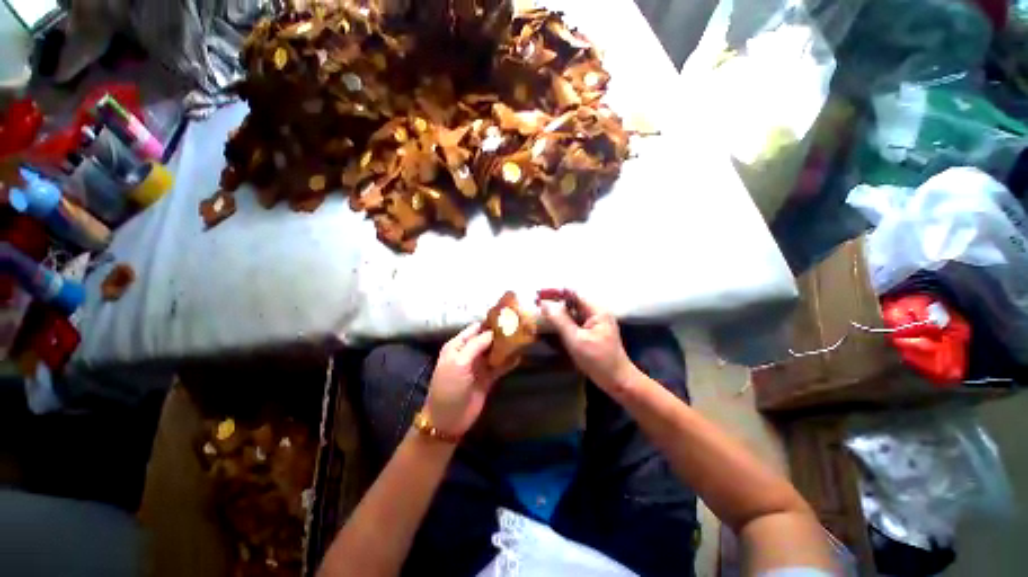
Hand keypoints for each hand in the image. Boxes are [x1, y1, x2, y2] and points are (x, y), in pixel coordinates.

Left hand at [424, 323, 513, 436]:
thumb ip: (476, 345)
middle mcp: (469, 352)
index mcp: (458, 345)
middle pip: (487, 339)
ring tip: (522, 339)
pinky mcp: (488, 378)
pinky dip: (508, 362)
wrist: (448, 419)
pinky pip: (500, 366)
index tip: (506, 317)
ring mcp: (479, 365)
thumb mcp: (459, 362)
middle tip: (519, 327)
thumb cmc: (449, 386)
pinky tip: (519, 357)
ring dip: (506, 347)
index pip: (475, 329)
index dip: (489, 323)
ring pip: (495, 351)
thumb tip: (493, 332)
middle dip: (501, 334)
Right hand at [538, 290, 638, 392]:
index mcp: (596, 310)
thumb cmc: (599, 361)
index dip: (555, 292)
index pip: (573, 293)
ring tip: (540, 312)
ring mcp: (594, 322)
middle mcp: (596, 312)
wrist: (618, 381)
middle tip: (536, 303)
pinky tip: (552, 324)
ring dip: (557, 311)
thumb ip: (560, 321)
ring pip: (572, 311)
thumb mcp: (576, 340)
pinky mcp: (592, 332)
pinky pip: (575, 321)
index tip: (538, 295)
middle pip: (572, 301)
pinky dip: (563, 321)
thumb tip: (545, 304)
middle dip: (554, 301)